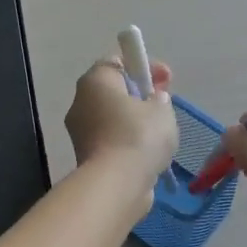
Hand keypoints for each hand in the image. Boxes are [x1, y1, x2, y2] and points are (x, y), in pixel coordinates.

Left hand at [65, 56, 177, 188]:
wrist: (116, 184)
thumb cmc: (138, 136)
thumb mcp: (161, 108)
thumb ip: (159, 98)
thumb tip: (153, 101)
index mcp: (95, 81)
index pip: (118, 62)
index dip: (144, 66)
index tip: (167, 79)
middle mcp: (81, 102)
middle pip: (114, 91)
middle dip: (141, 96)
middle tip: (164, 105)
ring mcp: (80, 132)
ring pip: (113, 118)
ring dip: (135, 122)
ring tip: (161, 133)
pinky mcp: (86, 157)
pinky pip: (112, 141)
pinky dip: (129, 144)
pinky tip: (150, 153)